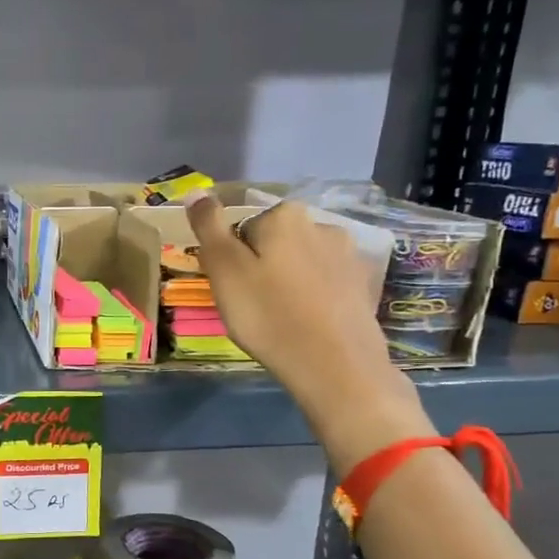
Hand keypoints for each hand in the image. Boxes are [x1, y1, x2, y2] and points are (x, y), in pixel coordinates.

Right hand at [184, 193, 431, 468]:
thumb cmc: (268, 315)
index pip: (241, 229)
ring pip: (299, 262)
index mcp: (284, 215)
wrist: (335, 365)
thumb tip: (197, 192)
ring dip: (286, 281)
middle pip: (273, 242)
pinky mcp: (362, 284)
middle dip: (260, 267)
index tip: (232, 290)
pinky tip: (306, 323)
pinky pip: (322, 282)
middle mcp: (321, 223)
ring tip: (279, 317)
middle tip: (251, 306)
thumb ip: (208, 226)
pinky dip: (310, 297)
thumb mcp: (224, 270)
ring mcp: (347, 254)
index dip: (230, 260)